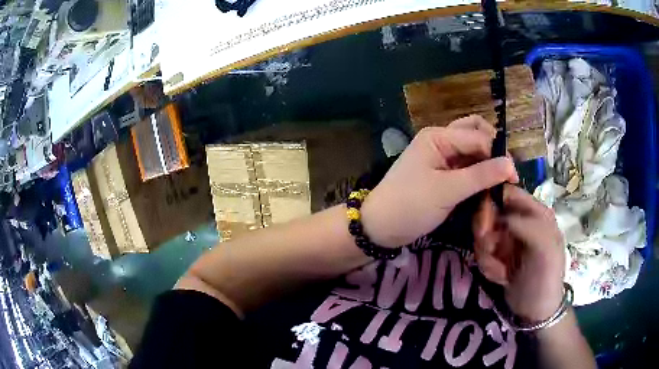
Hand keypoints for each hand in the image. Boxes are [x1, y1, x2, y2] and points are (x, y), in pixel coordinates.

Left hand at [361, 115, 517, 247]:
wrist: (380, 227)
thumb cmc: (410, 205)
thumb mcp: (447, 191)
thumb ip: (481, 176)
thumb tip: (511, 165)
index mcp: (439, 137)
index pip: (478, 137)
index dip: (498, 155)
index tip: (514, 178)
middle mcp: (442, 142)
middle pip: (477, 138)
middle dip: (493, 156)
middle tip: (506, 178)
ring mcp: (443, 159)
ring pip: (475, 156)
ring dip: (487, 172)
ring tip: (496, 192)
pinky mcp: (444, 176)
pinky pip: (468, 172)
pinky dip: (478, 182)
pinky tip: (486, 196)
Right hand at [473, 184, 565, 321]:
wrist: (535, 311)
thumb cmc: (545, 279)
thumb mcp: (545, 251)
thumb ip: (528, 227)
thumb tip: (501, 217)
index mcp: (536, 213)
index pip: (508, 193)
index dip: (491, 204)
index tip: (484, 227)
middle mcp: (521, 221)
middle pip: (490, 212)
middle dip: (486, 235)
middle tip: (490, 252)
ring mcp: (508, 238)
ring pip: (483, 234)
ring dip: (486, 255)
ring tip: (499, 272)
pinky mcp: (498, 254)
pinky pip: (482, 252)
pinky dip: (486, 265)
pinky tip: (499, 277)